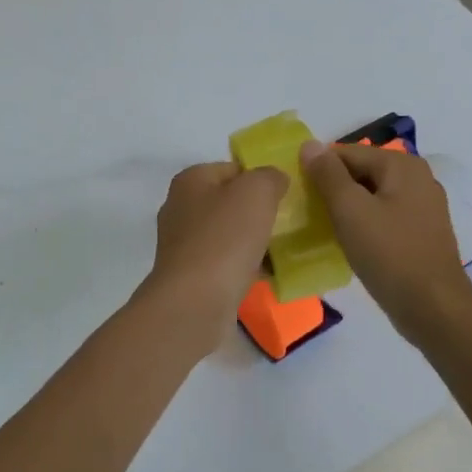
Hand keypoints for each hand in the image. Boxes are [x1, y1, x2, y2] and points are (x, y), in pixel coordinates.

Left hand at [141, 162, 287, 342]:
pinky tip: (269, 275)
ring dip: (254, 241)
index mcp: (190, 181)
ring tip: (284, 250)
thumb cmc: (225, 238)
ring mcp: (184, 245)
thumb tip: (274, 179)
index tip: (287, 195)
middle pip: (230, 202)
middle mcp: (181, 208)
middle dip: (259, 212)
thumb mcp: (256, 192)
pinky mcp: (191, 276)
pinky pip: (226, 263)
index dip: (261, 178)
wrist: (195, 302)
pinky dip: (246, 267)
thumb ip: (269, 176)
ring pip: (229, 235)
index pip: (232, 168)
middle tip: (290, 223)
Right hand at [300, 141, 471, 343]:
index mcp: (402, 165)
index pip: (346, 153)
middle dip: (333, 188)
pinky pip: (384, 216)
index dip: (318, 169)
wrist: (434, 308)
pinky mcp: (422, 232)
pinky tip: (350, 242)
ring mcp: (423, 206)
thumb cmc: (389, 254)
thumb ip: (328, 174)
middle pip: (361, 172)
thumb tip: (309, 144)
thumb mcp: (350, 210)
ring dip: (347, 208)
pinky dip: (365, 223)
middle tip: (306, 212)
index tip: (296, 192)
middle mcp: (417, 178)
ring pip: (372, 196)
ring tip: (323, 228)